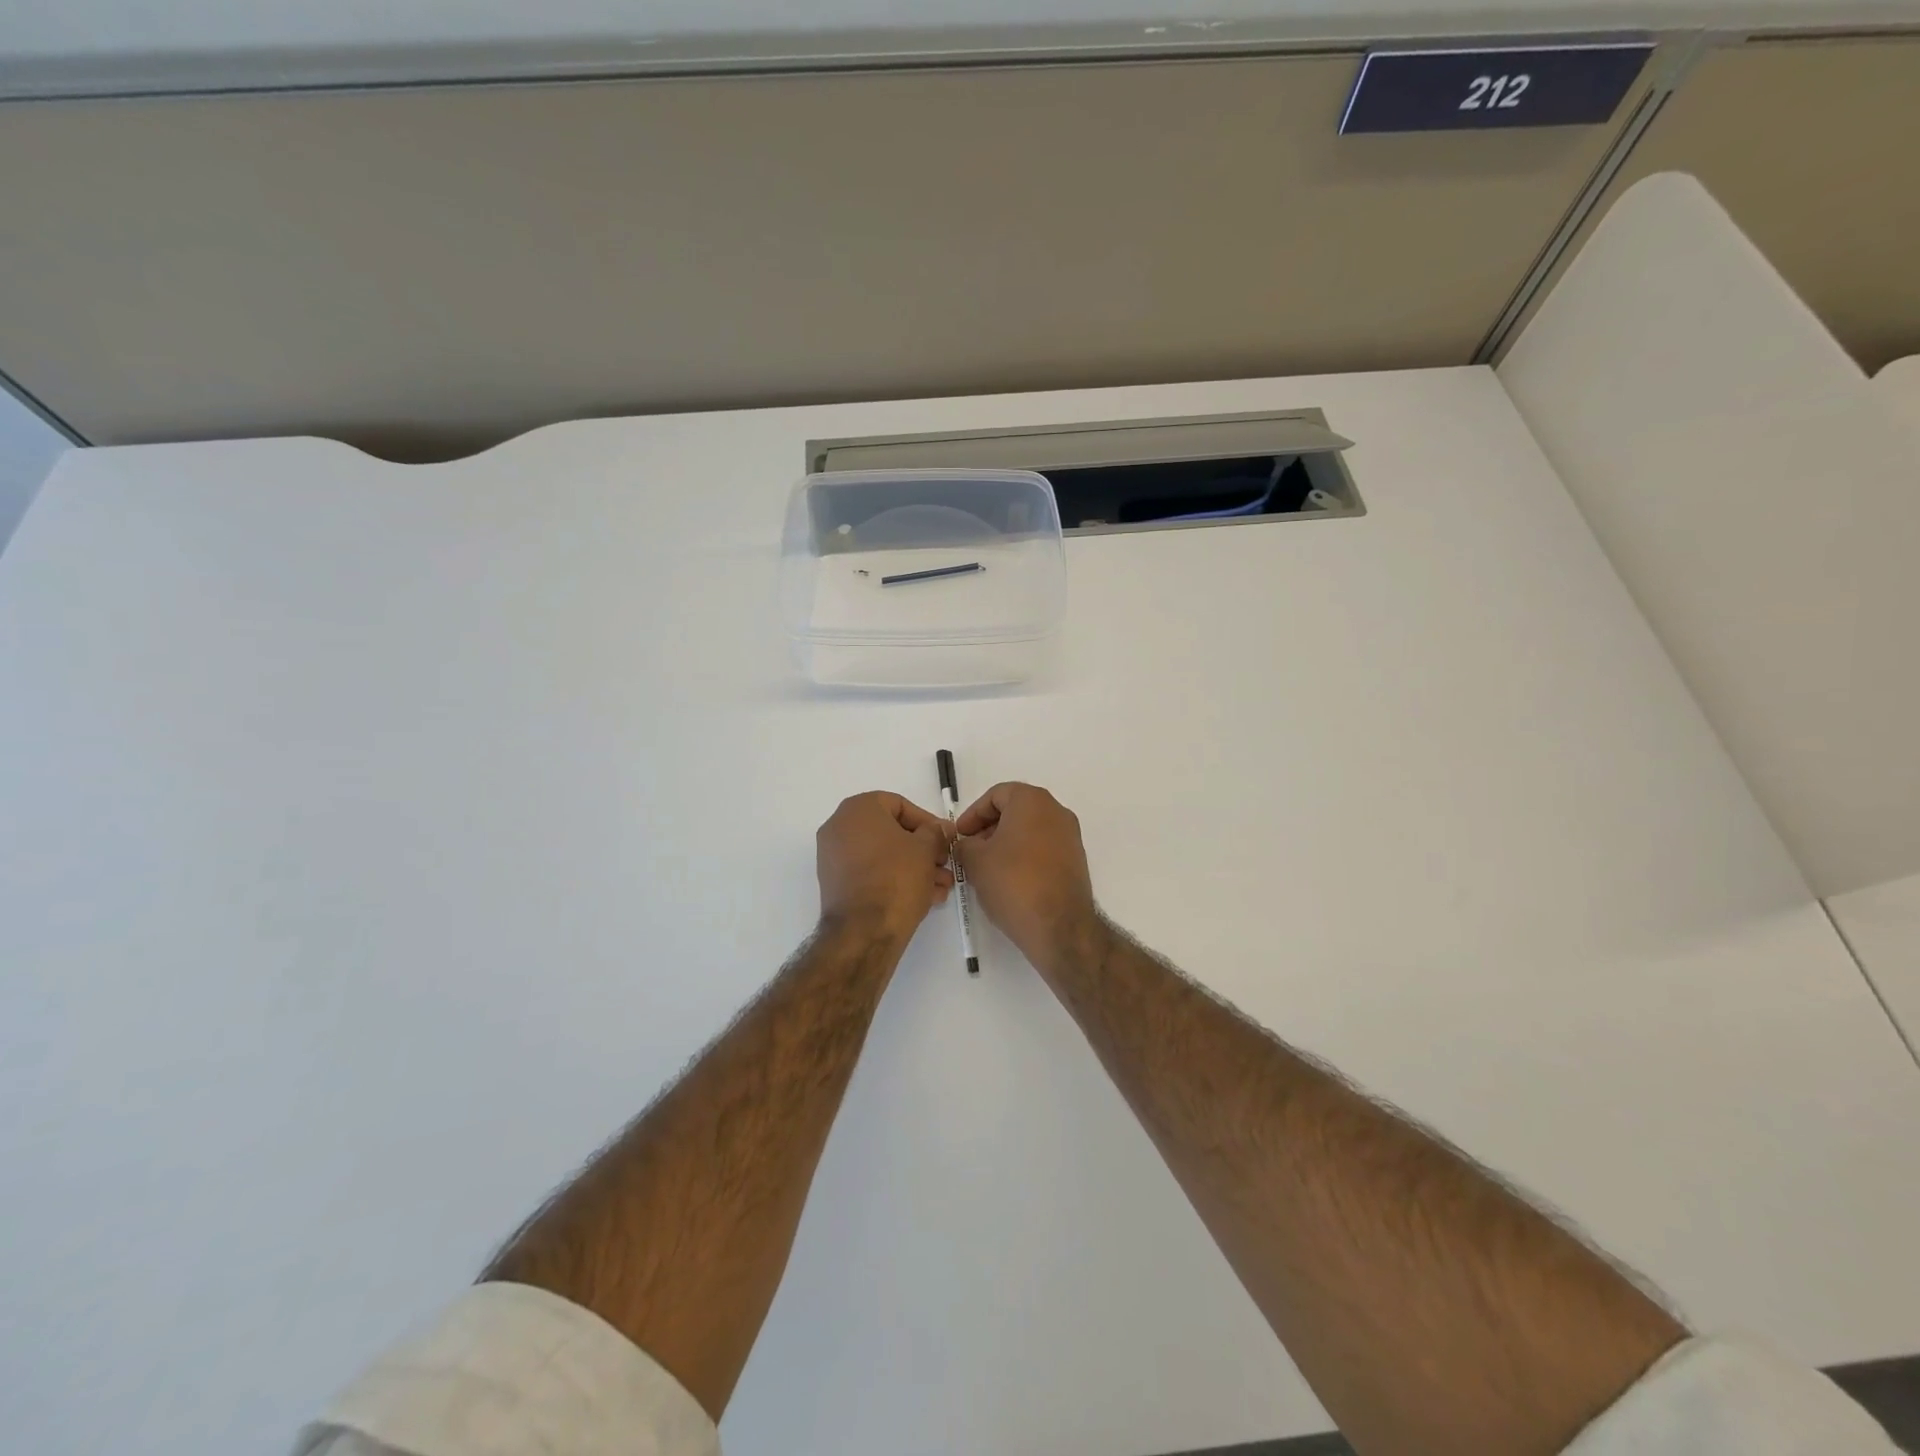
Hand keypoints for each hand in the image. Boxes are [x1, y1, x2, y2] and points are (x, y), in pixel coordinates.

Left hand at [816, 792, 954, 944]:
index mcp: (858, 808)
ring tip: (940, 887)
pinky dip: (894, 879)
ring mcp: (833, 856)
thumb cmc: (897, 878)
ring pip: (883, 855)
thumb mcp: (926, 849)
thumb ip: (935, 832)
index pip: (900, 805)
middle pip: (891, 832)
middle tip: (944, 865)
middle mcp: (839, 827)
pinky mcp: (835, 884)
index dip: (928, 823)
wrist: (863, 931)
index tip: (946, 840)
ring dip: (914, 867)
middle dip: (923, 850)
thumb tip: (940, 828)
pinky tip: (923, 897)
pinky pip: (870, 872)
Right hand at [954, 783, 1103, 981]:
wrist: (1060, 926)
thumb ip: (964, 846)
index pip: (996, 795)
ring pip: (1030, 830)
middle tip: (970, 851)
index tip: (960, 835)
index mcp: (1032, 801)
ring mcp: (1070, 837)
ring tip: (986, 868)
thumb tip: (966, 846)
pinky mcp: (1076, 861)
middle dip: (989, 828)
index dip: (973, 814)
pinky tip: (1009, 880)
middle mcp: (1056, 812)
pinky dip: (1024, 856)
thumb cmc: (1013, 882)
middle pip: (1015, 810)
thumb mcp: (975, 861)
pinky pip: (1044, 848)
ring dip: (1006, 843)